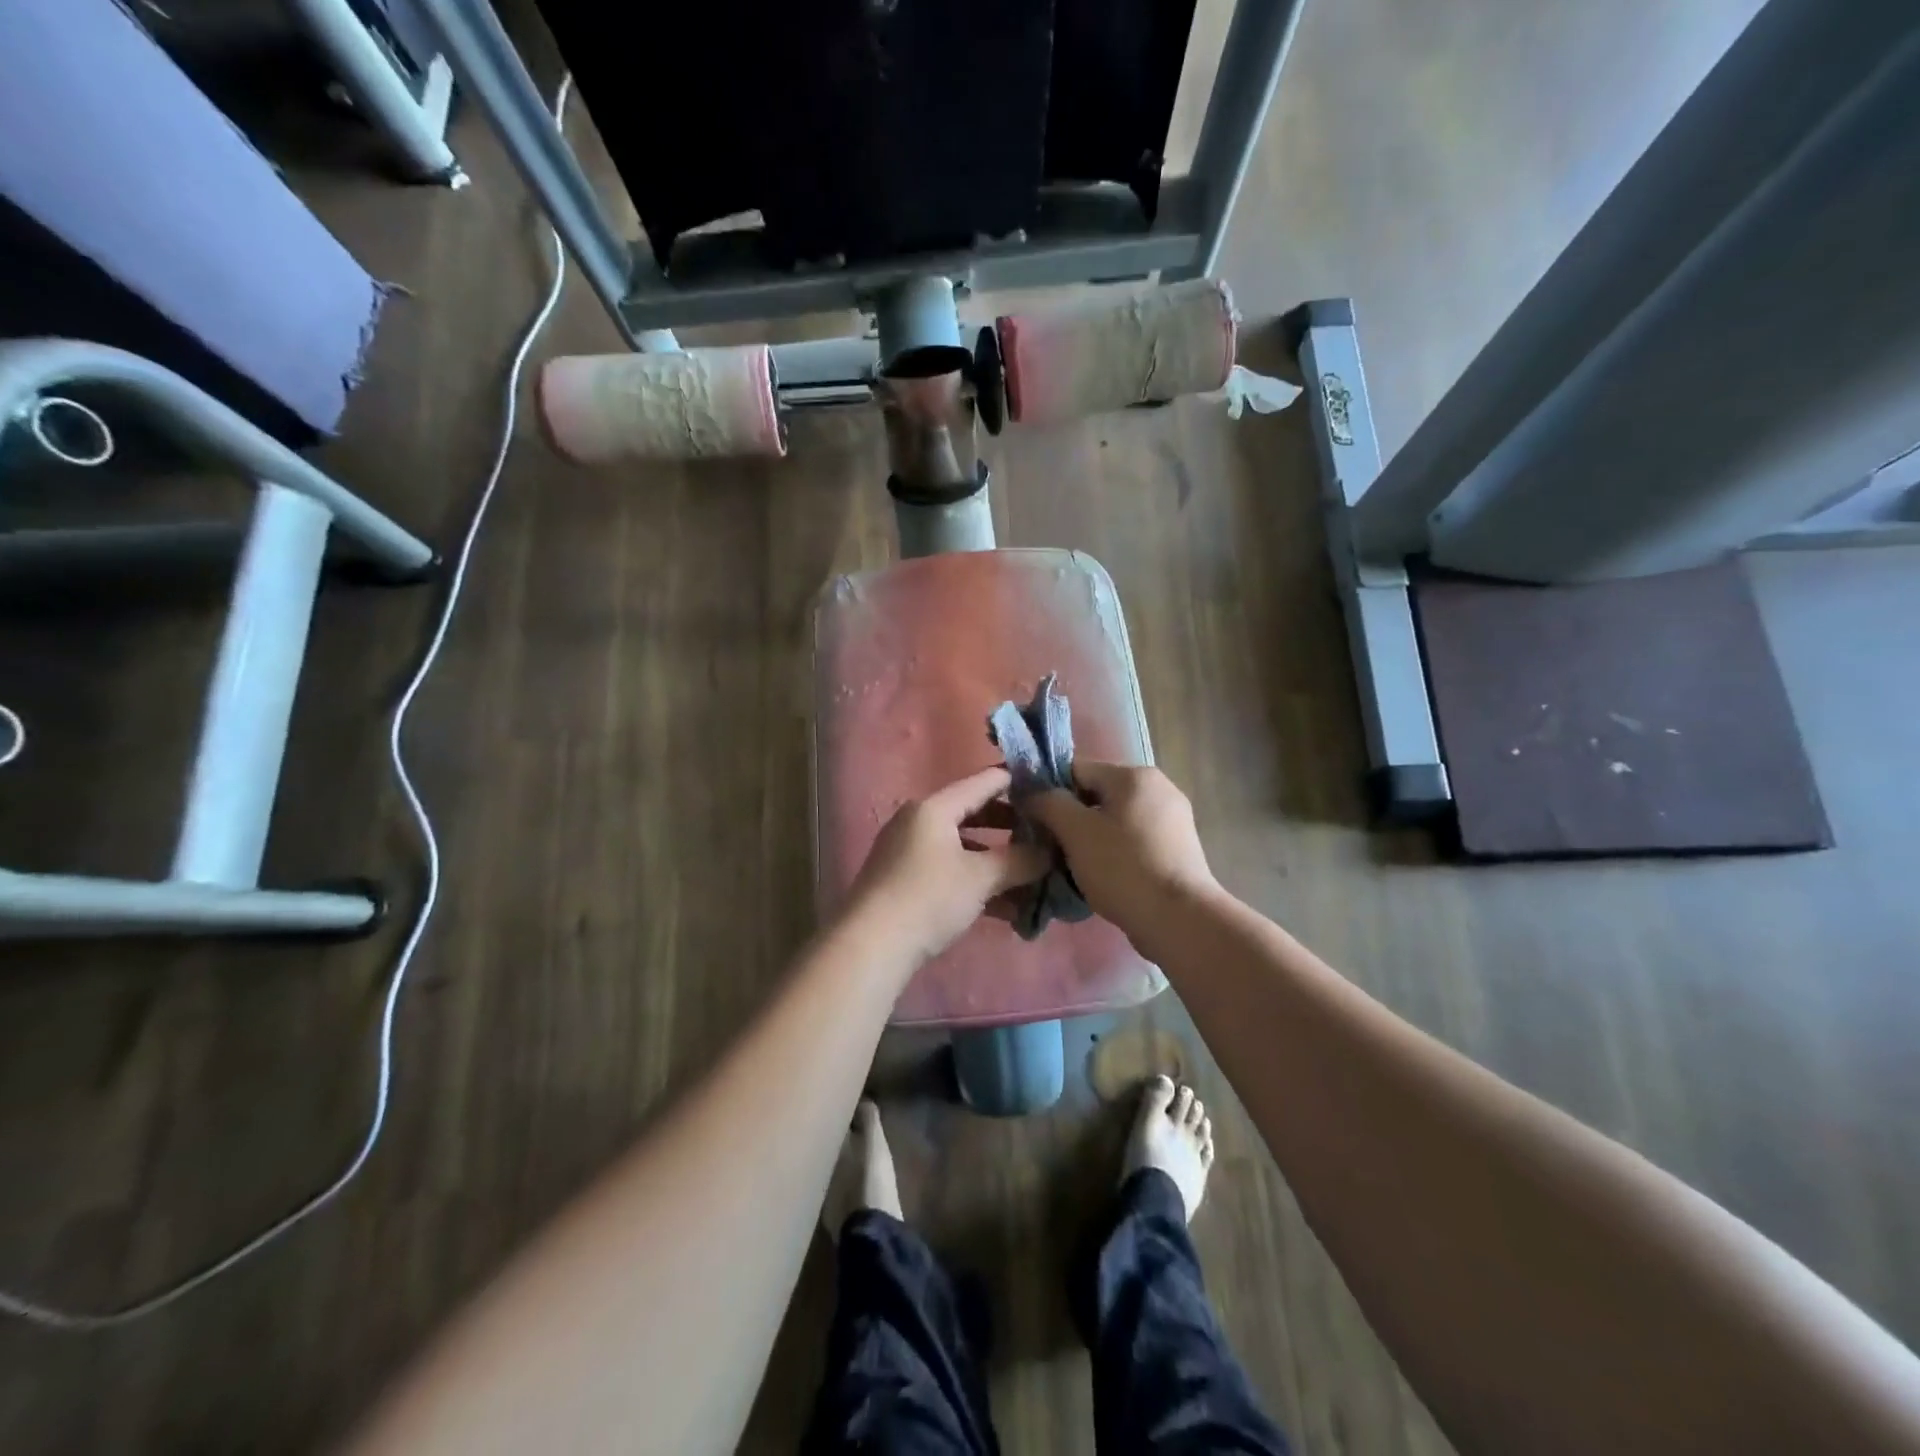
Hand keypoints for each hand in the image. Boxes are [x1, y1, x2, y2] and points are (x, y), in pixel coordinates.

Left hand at [841, 767, 1050, 966]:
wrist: (869, 946)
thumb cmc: (928, 898)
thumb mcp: (981, 878)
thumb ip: (1019, 861)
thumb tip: (1049, 852)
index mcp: (934, 807)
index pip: (985, 781)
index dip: (1020, 782)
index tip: (1051, 790)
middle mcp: (919, 821)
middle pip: (975, 814)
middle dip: (1012, 829)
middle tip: (1046, 838)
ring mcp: (909, 852)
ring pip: (964, 848)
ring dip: (997, 863)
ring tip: (1033, 880)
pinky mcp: (905, 881)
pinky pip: (950, 871)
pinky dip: (977, 883)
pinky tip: (1008, 909)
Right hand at [1027, 762, 1217, 944]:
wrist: (1179, 919)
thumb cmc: (1123, 868)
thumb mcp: (1076, 831)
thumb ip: (1048, 803)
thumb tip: (1032, 793)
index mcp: (1135, 776)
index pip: (1076, 769)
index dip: (1048, 791)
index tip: (1030, 820)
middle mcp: (1158, 788)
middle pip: (1095, 795)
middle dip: (1068, 819)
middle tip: (1047, 848)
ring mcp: (1171, 820)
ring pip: (1113, 821)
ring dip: (1088, 839)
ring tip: (1068, 867)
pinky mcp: (1176, 850)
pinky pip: (1131, 841)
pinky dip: (1111, 853)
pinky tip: (1099, 877)